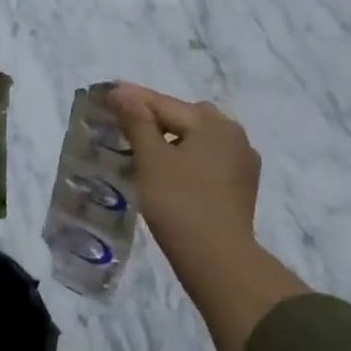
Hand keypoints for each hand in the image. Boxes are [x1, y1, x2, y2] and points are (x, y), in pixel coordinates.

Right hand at [106, 84, 260, 258]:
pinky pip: (210, 159)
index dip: (132, 99)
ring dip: (174, 139)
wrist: (219, 260)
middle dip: (156, 118)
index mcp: (211, 122)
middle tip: (126, 126)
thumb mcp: (151, 159)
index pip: (163, 103)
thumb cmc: (179, 203)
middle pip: (186, 116)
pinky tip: (174, 173)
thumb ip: (136, 121)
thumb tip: (122, 91)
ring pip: (200, 139)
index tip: (107, 95)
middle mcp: (233, 134)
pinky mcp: (243, 186)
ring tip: (147, 151)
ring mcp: (243, 161)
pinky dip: (190, 158)